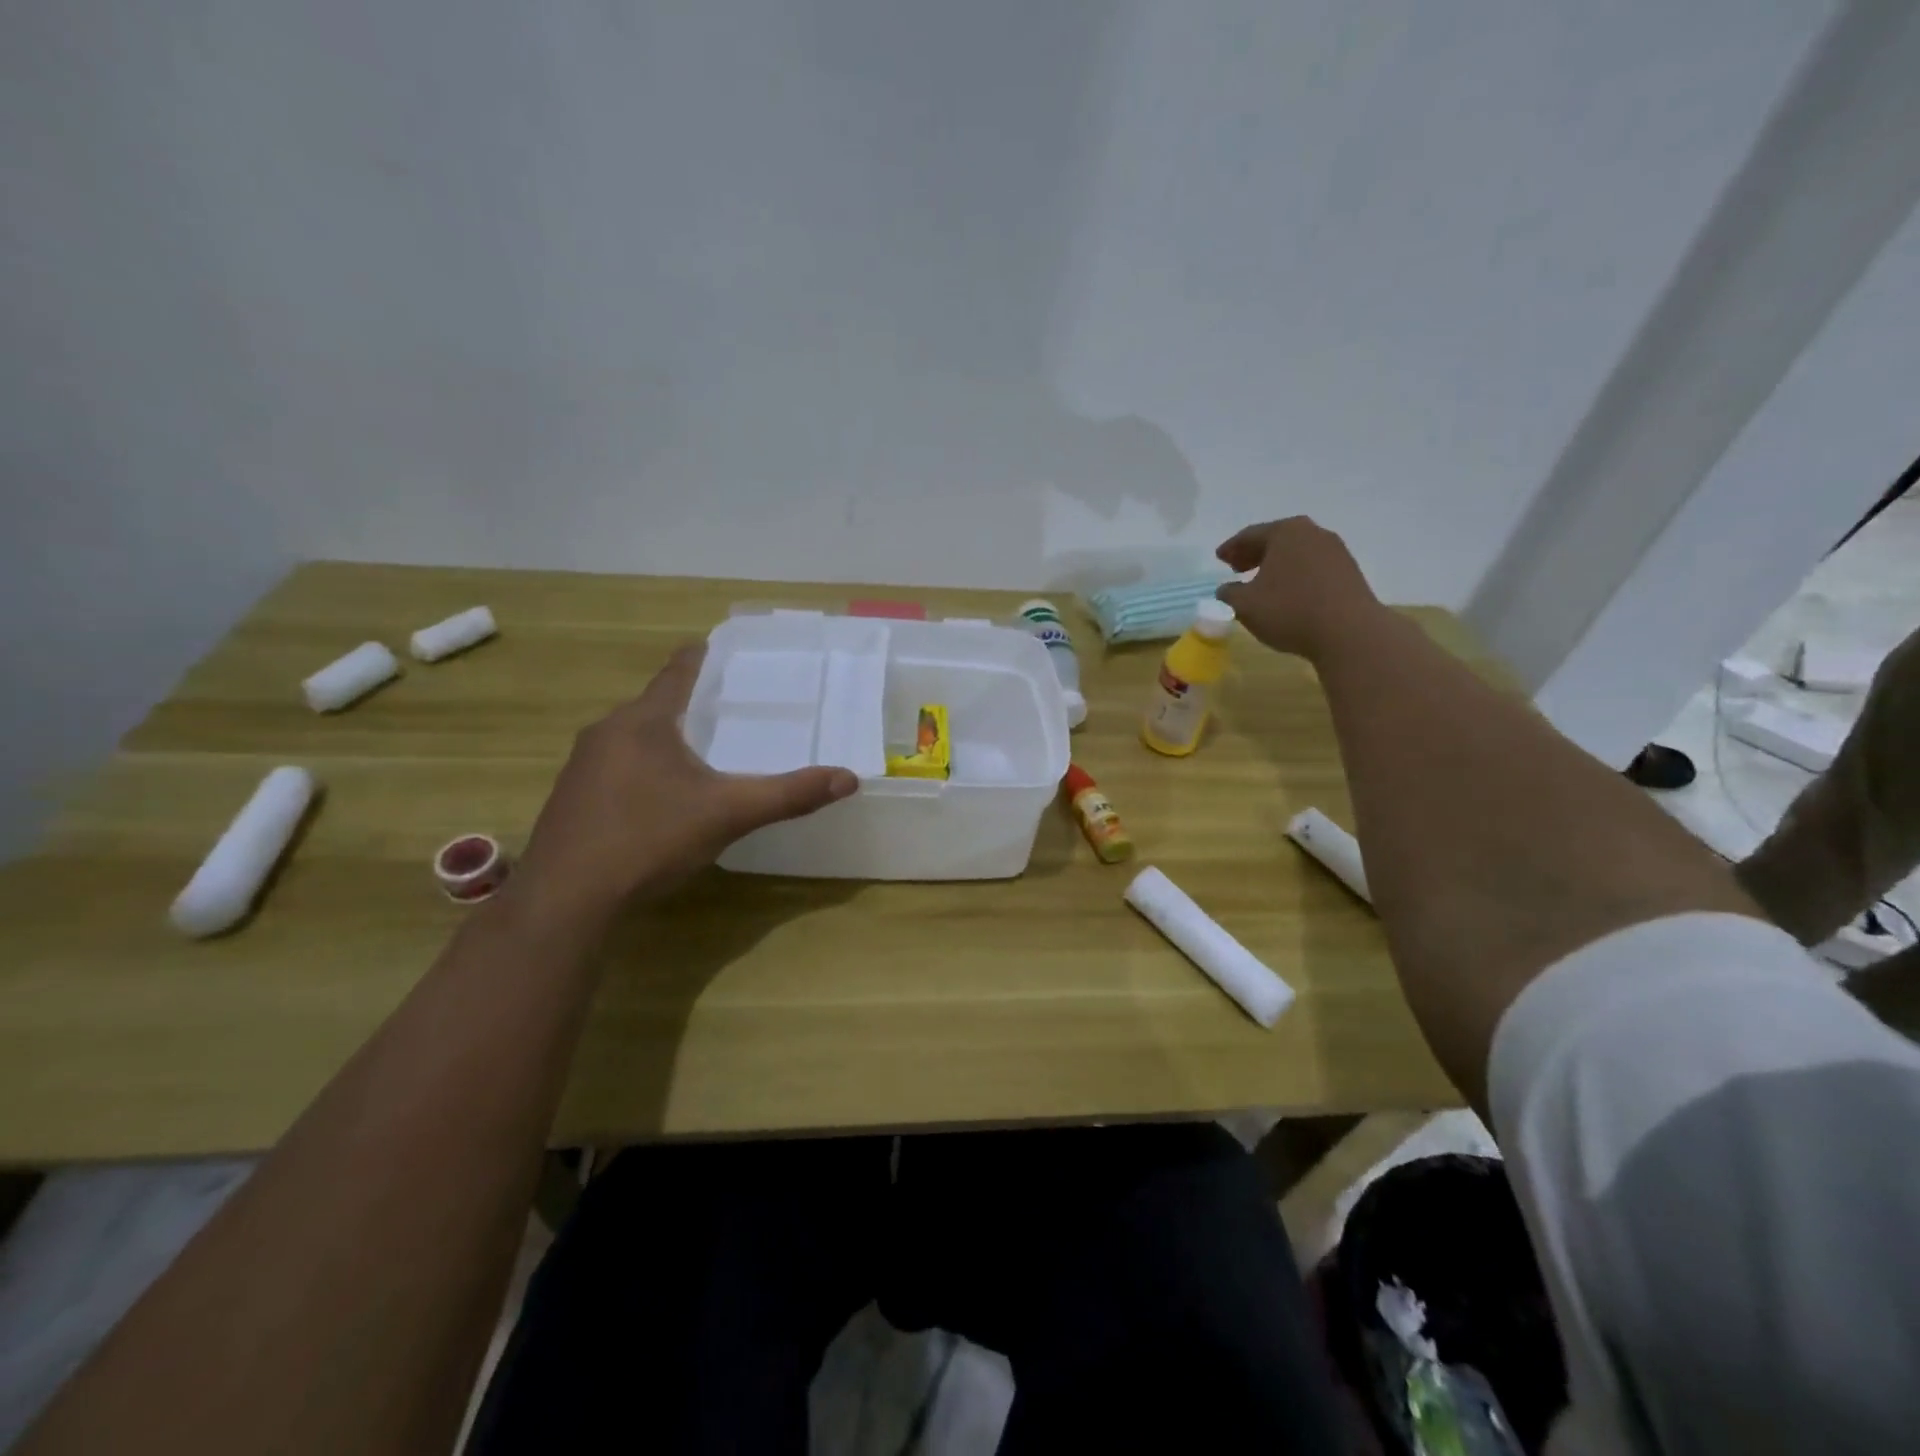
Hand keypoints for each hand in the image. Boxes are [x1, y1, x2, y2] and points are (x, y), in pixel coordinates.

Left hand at [514, 646, 856, 920]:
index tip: (720, 648)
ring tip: (700, 752)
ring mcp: (581, 767)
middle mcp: (606, 732)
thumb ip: (789, 794)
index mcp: (643, 722)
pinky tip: (659, 799)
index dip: (701, 658)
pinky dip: (642, 769)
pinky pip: (615, 768)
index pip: (677, 672)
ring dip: (664, 739)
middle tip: (728, 709)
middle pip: (655, 705)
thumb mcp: (729, 814)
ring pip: (632, 738)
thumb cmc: (649, 838)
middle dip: (689, 704)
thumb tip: (848, 779)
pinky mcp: (570, 799)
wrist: (566, 899)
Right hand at [1215, 517, 1381, 659]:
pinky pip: (1312, 566)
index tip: (1219, 558)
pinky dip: (1295, 574)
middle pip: (1276, 539)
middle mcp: (1312, 533)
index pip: (1250, 535)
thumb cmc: (1289, 610)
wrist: (1348, 631)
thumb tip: (1226, 589)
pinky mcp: (1349, 570)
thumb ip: (1228, 593)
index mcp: (1284, 532)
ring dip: (1276, 564)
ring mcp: (1335, 550)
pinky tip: (1289, 592)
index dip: (1231, 548)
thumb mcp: (1244, 605)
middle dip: (1254, 553)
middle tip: (1237, 568)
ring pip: (1296, 552)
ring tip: (1262, 582)